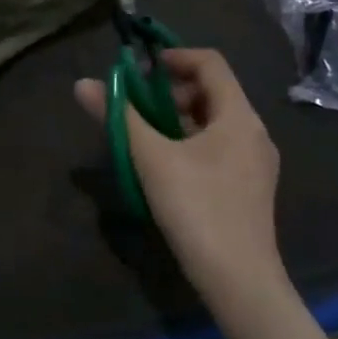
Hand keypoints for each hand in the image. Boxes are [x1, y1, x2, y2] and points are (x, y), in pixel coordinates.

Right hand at [75, 48, 281, 294]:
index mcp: (239, 117)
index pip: (211, 63)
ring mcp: (254, 162)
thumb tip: (83, 83)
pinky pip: (217, 145)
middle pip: (211, 91)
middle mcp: (254, 132)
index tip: (139, 68)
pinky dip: (188, 140)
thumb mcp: (151, 158)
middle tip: (134, 105)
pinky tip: (163, 163)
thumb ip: (118, 116)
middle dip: (169, 90)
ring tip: (142, 134)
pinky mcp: (247, 186)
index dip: (173, 56)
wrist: (240, 282)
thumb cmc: (197, 209)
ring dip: (176, 116)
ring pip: (213, 121)